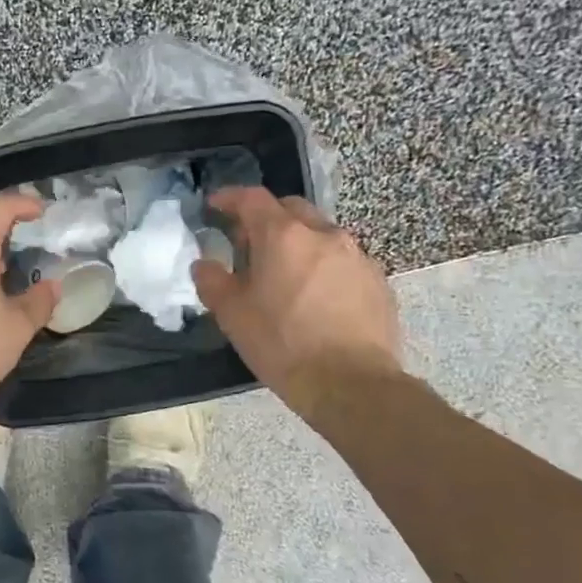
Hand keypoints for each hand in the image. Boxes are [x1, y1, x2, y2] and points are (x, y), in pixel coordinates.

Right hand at [192, 187, 401, 411]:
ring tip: (283, 273)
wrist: (351, 384)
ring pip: (320, 234)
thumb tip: (204, 264)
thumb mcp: (232, 315)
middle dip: (266, 218)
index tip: (215, 206)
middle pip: (290, 209)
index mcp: (283, 236)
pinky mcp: (377, 281)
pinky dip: (323, 266)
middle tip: (248, 243)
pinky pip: (343, 260)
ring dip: (298, 243)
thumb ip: (212, 281)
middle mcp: (323, 234)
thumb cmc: (283, 344)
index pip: (252, 199)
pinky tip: (315, 296)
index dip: (230, 198)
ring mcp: (356, 256)